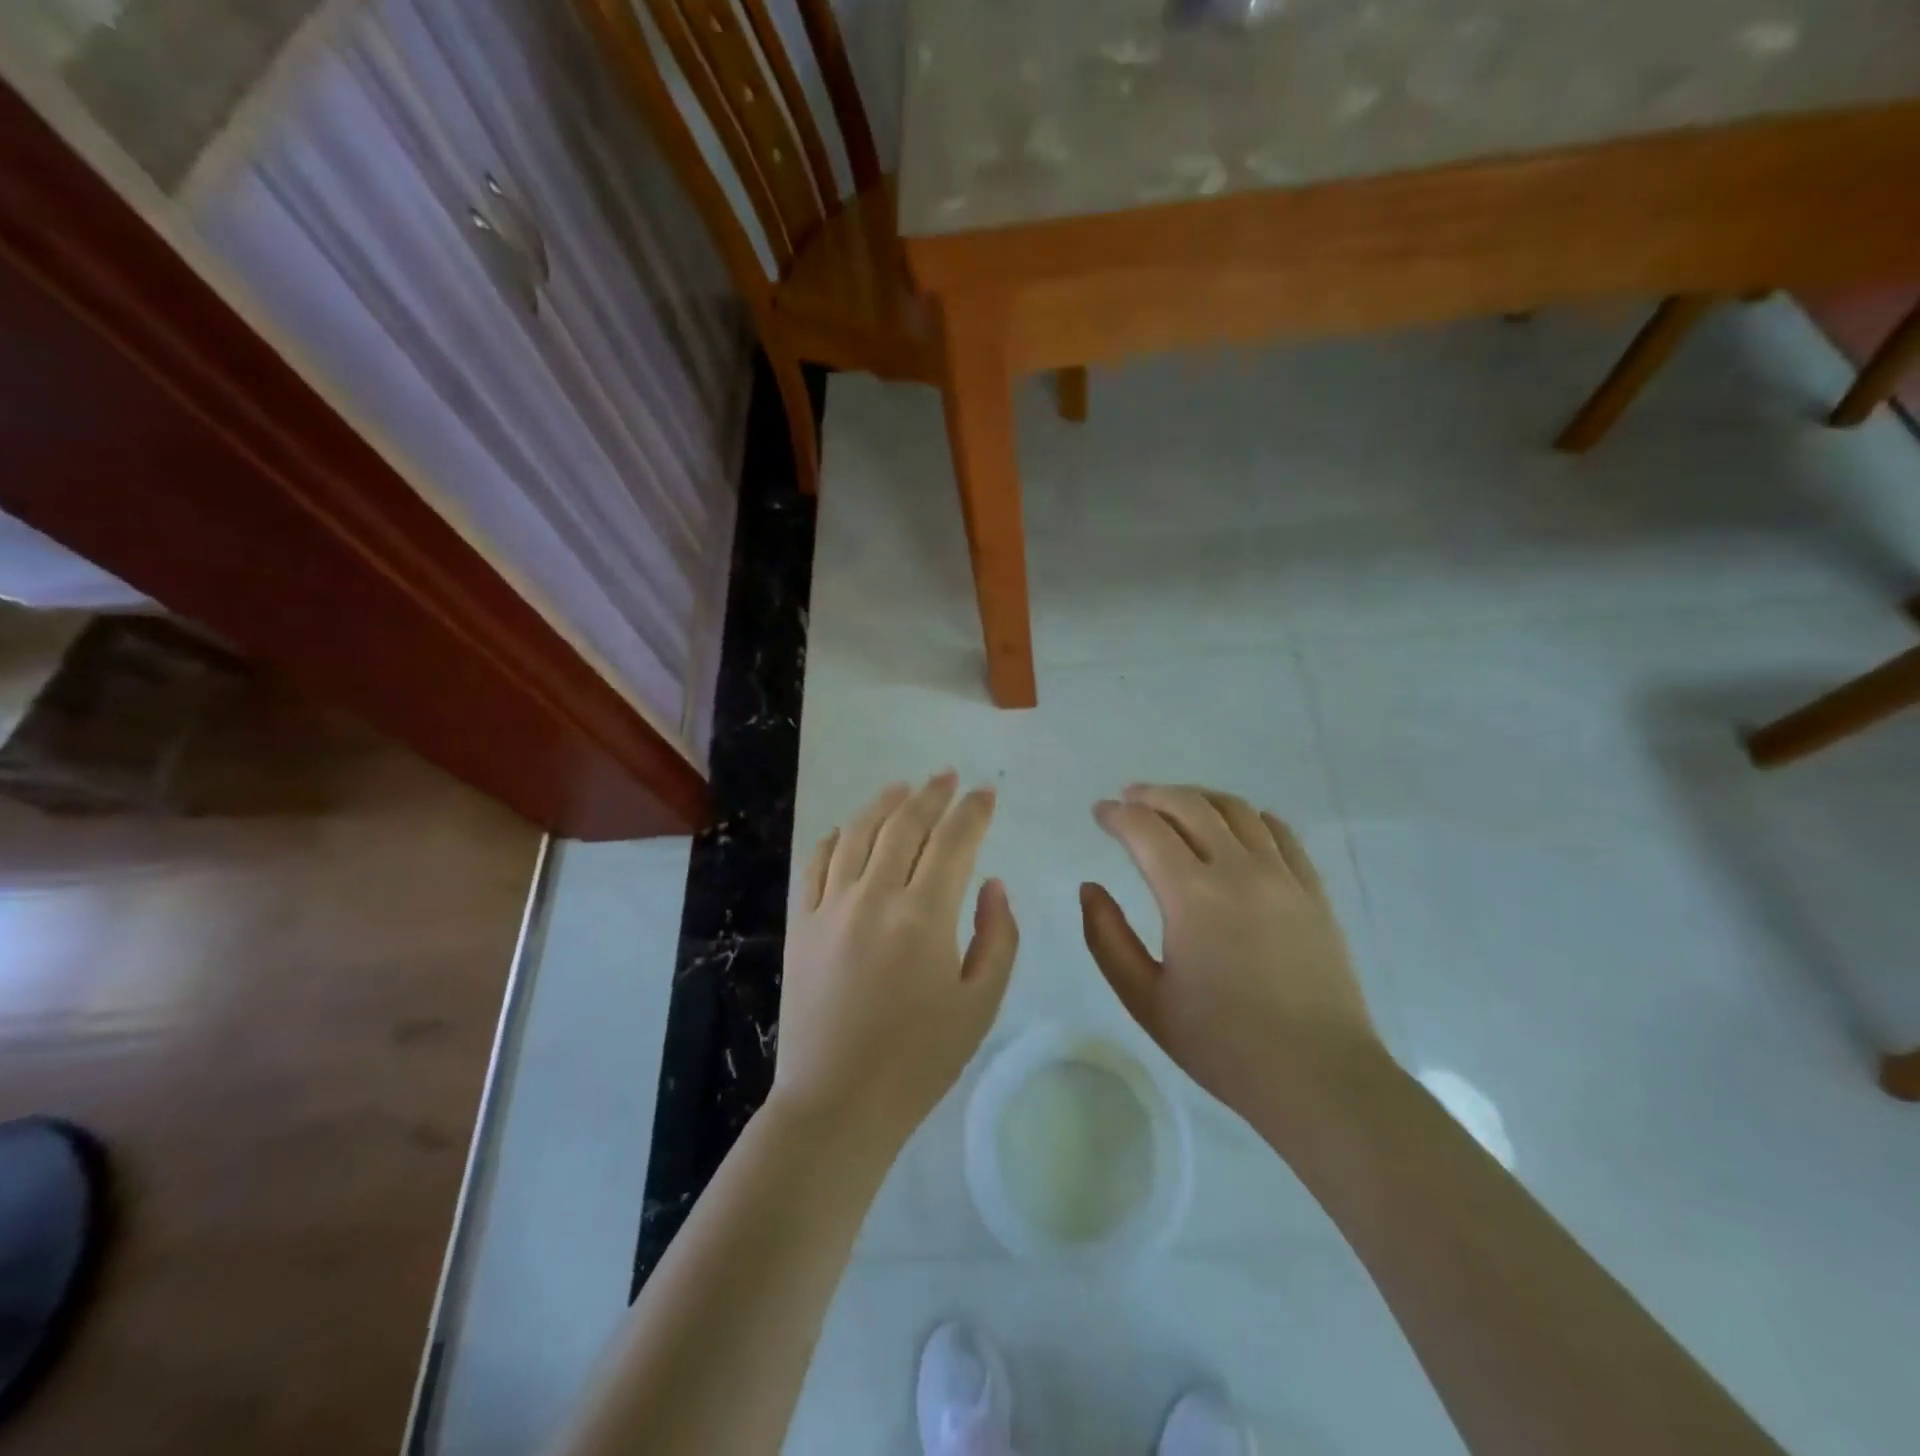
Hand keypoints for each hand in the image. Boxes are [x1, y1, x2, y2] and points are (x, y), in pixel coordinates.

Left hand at [775, 773, 1018, 1150]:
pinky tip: (850, 828)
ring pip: (859, 833)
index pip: (954, 841)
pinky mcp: (802, 923)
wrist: (838, 1102)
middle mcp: (874, 896)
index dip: (973, 811)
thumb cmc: (920, 1059)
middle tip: (948, 777)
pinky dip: (837, 837)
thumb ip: (996, 937)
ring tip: (903, 788)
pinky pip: (817, 863)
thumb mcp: (980, 1004)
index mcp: (924, 916)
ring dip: (884, 803)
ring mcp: (831, 906)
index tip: (986, 793)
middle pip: (905, 825)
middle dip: (932, 794)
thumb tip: (992, 884)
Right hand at [1080, 784, 1381, 1120]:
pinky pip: (1280, 833)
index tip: (1100, 813)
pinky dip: (1250, 816)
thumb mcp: (1145, 999)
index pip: (1146, 830)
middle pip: (1191, 806)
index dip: (1117, 815)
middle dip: (1153, 795)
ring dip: (1198, 798)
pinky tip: (1237, 824)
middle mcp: (1239, 871)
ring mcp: (1283, 876)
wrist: (1318, 1077)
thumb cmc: (1222, 1044)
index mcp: (1192, 896)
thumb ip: (1107, 938)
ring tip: (1176, 804)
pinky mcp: (1313, 891)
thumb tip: (1090, 888)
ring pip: (1237, 810)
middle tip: (1129, 799)